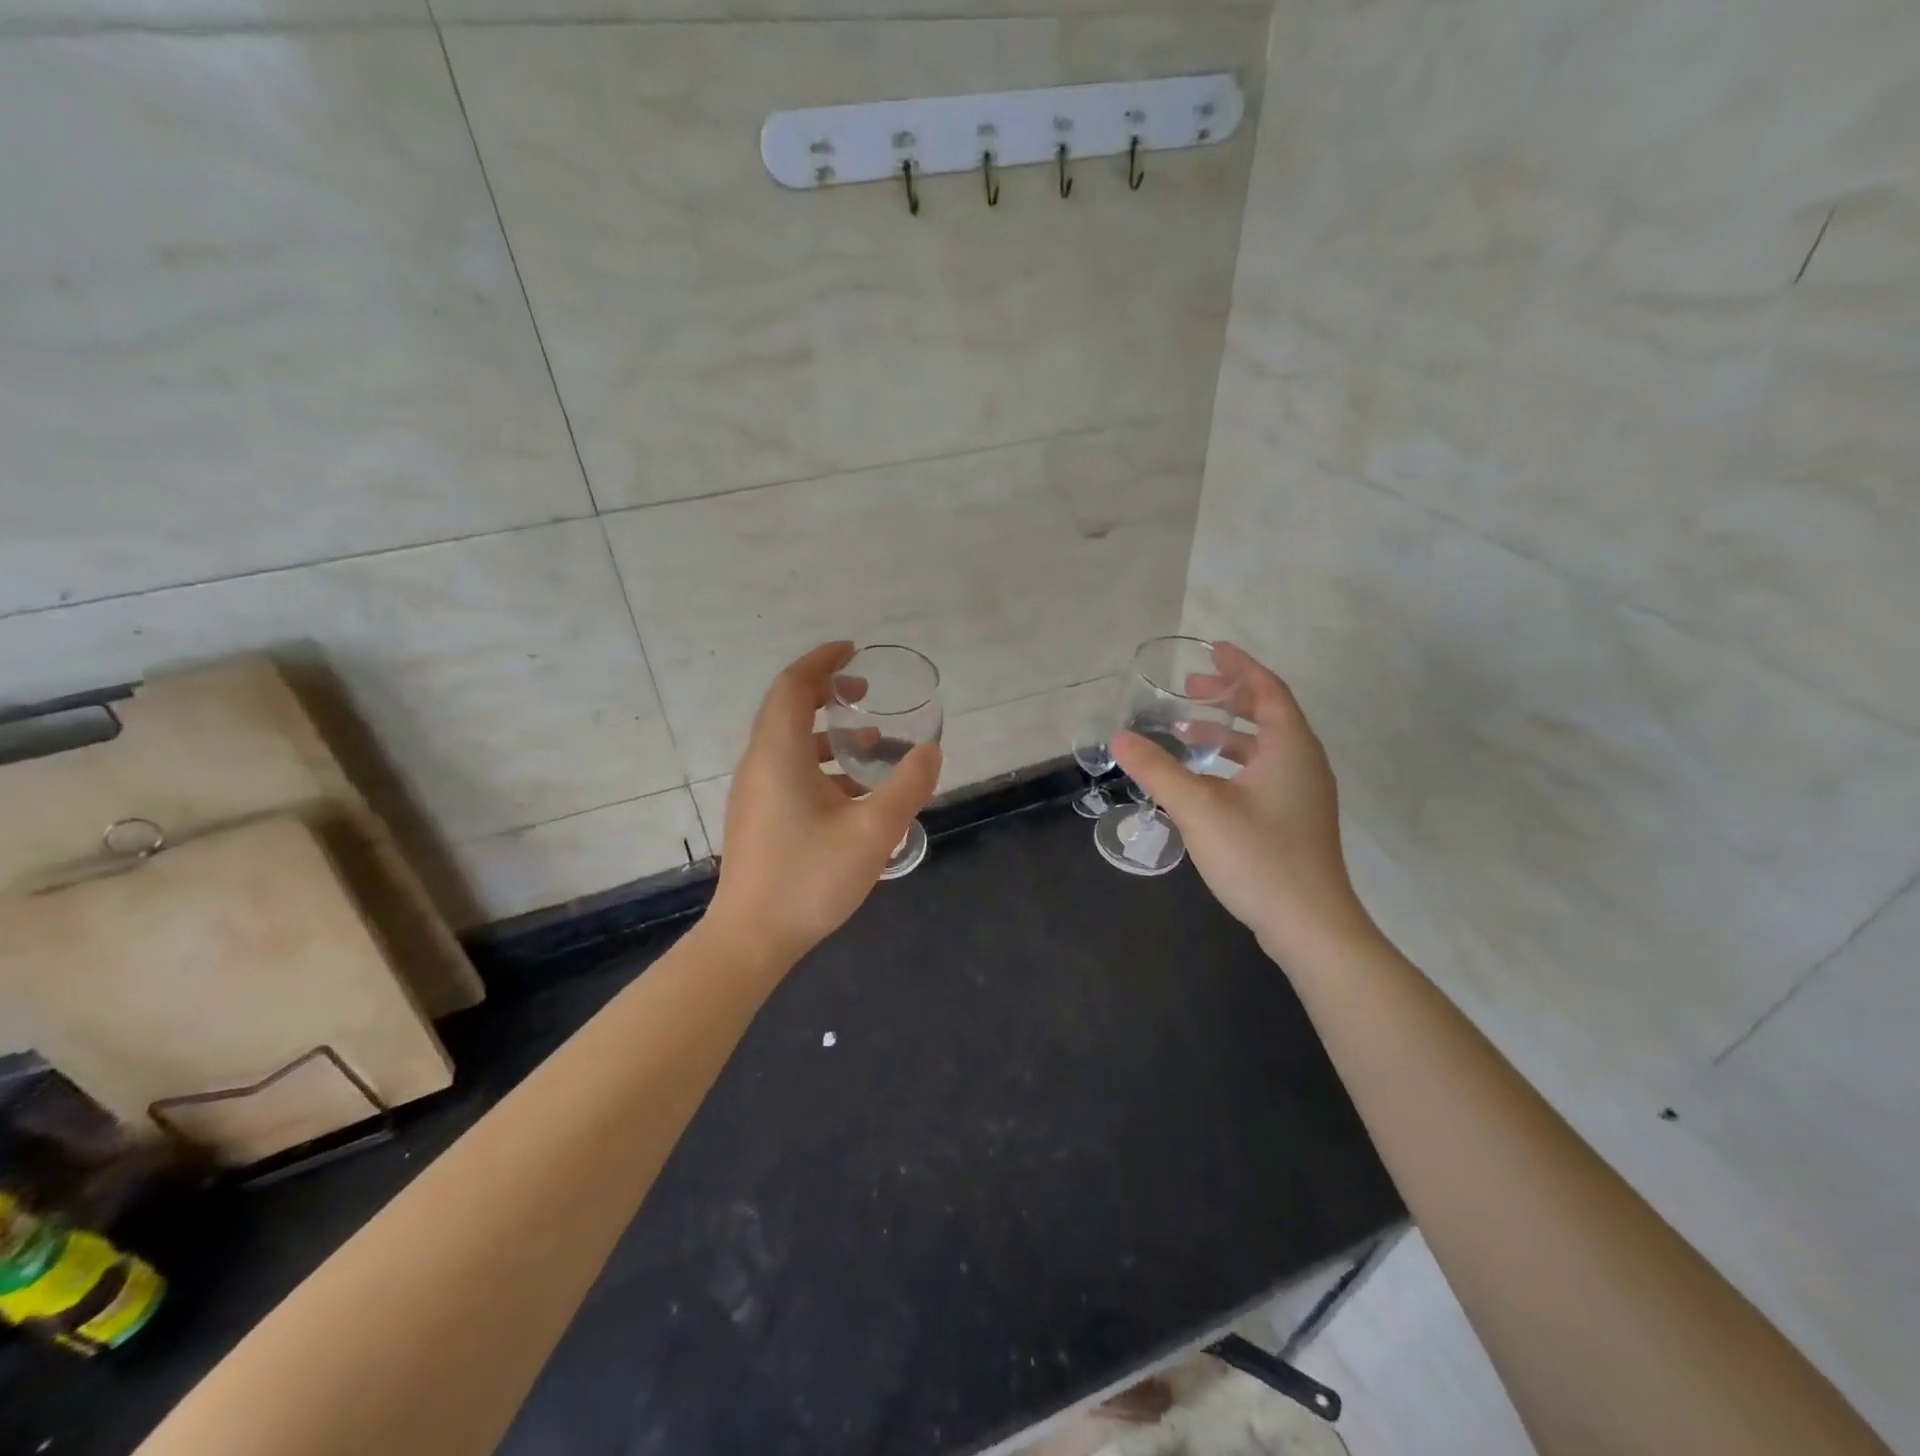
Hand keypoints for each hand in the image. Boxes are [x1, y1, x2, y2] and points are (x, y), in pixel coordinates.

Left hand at [707, 641, 942, 965]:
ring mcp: (754, 791)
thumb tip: (931, 751)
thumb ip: (907, 786)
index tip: (853, 652)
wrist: (751, 939)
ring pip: (788, 742)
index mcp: (779, 754)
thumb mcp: (873, 831)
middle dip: (827, 692)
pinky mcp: (757, 816)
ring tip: (870, 741)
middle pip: (787, 708)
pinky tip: (853, 792)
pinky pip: (787, 769)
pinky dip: (820, 763)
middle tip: (865, 692)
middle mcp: (759, 763)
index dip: (822, 661)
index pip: (793, 686)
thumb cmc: (810, 878)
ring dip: (827, 731)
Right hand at [1112, 642, 1374, 963]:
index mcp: (1290, 747)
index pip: (1267, 689)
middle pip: (1268, 714)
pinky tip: (1203, 781)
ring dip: (1226, 732)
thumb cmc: (1258, 856)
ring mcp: (1303, 794)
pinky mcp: (1295, 820)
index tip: (1211, 649)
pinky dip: (1232, 762)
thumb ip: (1157, 769)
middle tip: (1191, 686)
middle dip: (1228, 696)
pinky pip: (1263, 772)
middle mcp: (1303, 763)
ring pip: (1264, 747)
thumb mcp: (1198, 808)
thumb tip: (1119, 737)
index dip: (1239, 666)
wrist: (1309, 925)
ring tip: (1185, 730)